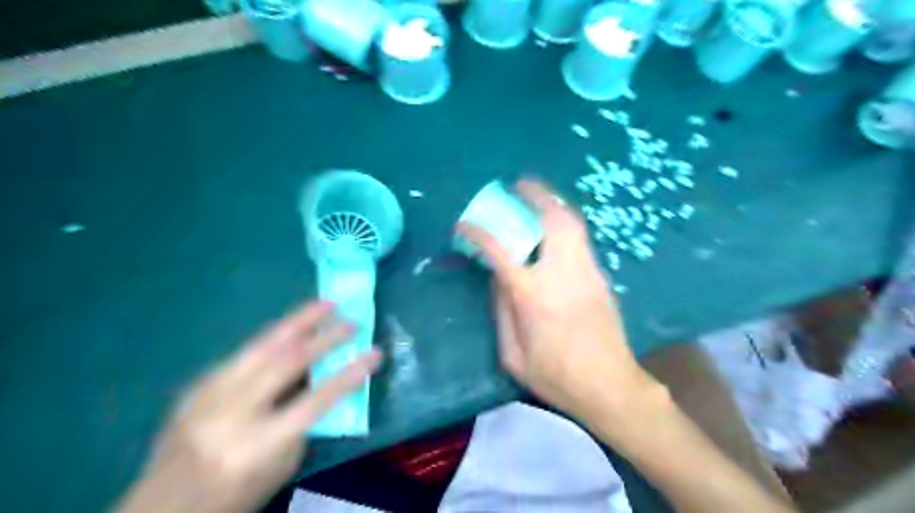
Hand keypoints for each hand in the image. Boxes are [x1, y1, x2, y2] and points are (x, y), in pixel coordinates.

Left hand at [116, 301, 379, 512]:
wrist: (160, 512)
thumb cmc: (234, 498)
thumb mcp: (280, 468)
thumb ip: (302, 422)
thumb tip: (317, 381)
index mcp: (257, 444)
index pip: (316, 400)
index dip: (350, 374)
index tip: (375, 352)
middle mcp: (231, 414)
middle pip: (284, 362)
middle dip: (323, 336)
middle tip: (350, 319)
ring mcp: (207, 396)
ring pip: (260, 346)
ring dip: (297, 321)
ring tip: (324, 303)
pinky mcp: (195, 387)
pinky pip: (242, 354)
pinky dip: (271, 339)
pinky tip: (289, 330)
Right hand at [457, 181, 656, 420]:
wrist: (611, 387)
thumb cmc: (557, 377)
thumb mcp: (513, 356)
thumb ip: (501, 311)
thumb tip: (497, 279)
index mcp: (533, 294)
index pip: (500, 252)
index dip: (478, 234)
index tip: (463, 225)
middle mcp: (562, 273)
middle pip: (552, 219)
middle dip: (535, 195)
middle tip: (519, 184)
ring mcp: (587, 271)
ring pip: (573, 223)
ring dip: (554, 202)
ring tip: (538, 196)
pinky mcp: (601, 277)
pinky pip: (581, 238)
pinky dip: (565, 222)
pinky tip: (555, 227)